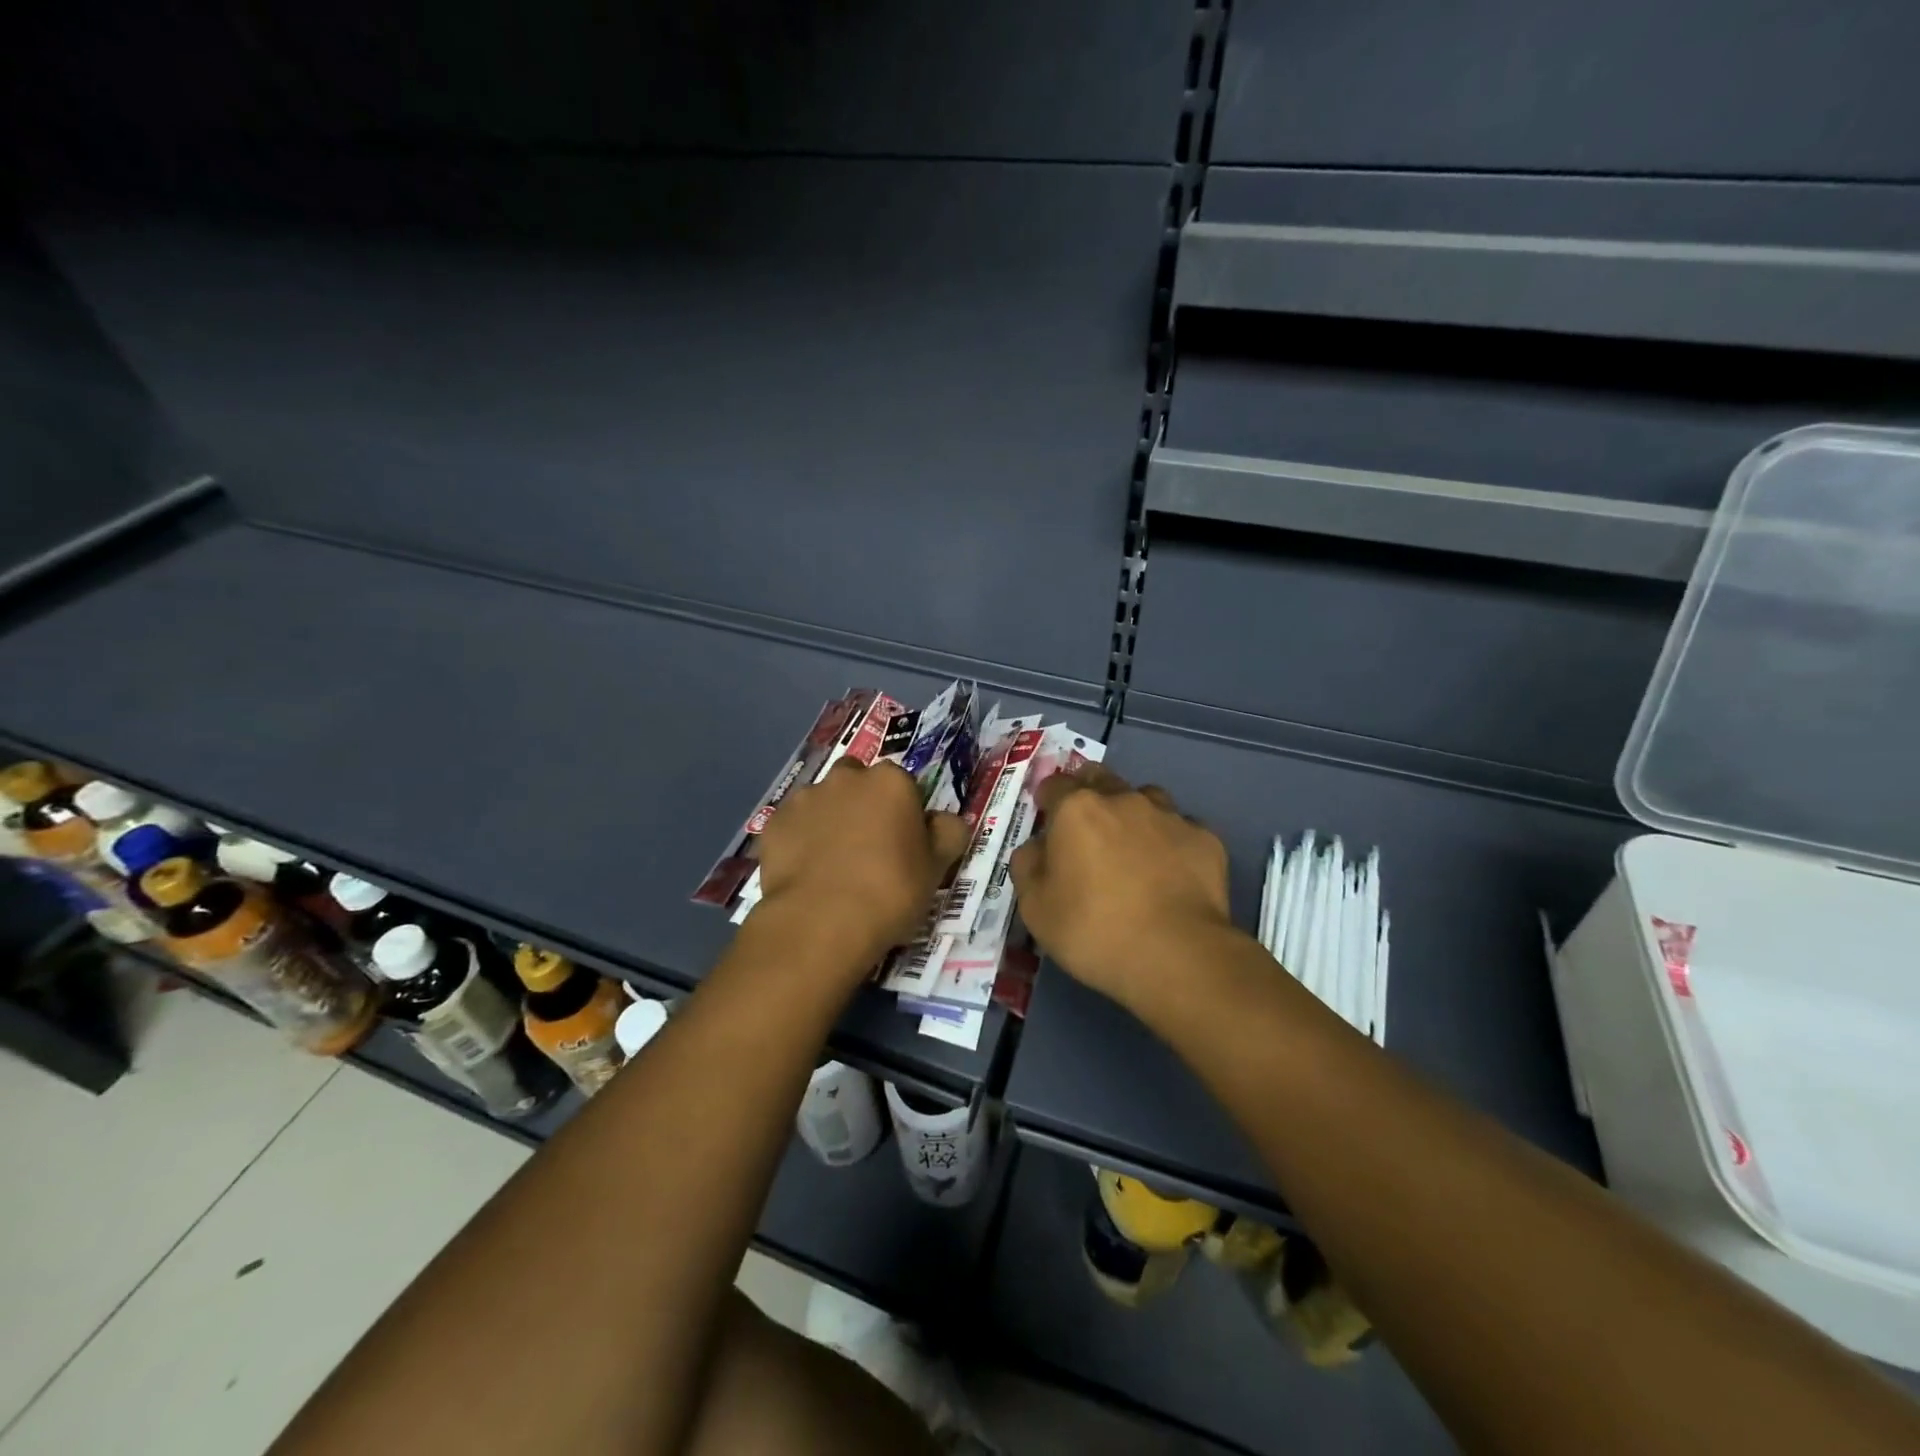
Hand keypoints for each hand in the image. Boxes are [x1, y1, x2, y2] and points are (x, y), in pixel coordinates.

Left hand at [757, 759, 969, 966]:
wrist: (821, 922)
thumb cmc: (890, 891)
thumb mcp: (937, 867)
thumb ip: (948, 833)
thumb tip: (944, 821)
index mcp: (890, 782)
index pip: (903, 785)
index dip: (904, 812)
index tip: (904, 843)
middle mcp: (846, 778)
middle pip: (859, 782)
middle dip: (863, 804)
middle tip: (868, 847)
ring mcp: (805, 798)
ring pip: (823, 802)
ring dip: (830, 820)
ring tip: (833, 863)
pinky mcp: (774, 824)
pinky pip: (793, 826)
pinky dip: (800, 840)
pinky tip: (806, 872)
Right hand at [1010, 765, 1234, 1009]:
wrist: (1175, 954)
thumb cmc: (1093, 929)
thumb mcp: (1035, 907)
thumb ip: (1028, 866)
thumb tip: (1036, 848)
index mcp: (1077, 809)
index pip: (1054, 785)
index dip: (1046, 798)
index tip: (1046, 816)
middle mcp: (1123, 800)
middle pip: (1100, 778)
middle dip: (1089, 792)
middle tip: (1085, 826)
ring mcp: (1169, 816)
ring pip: (1146, 798)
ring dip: (1133, 814)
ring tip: (1132, 847)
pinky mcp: (1205, 839)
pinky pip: (1181, 830)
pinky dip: (1170, 842)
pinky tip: (1170, 871)